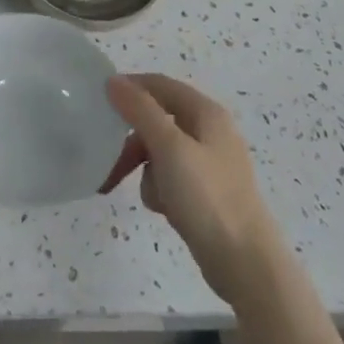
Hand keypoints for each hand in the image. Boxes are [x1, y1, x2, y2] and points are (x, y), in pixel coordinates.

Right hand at [102, 73, 284, 306]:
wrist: (245, 263)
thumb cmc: (206, 197)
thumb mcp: (168, 147)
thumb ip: (140, 110)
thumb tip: (113, 80)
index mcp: (206, 113)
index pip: (160, 85)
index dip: (130, 87)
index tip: (98, 101)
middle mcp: (209, 131)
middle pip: (158, 119)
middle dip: (132, 139)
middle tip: (105, 156)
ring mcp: (209, 163)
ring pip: (160, 151)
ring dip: (144, 168)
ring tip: (139, 192)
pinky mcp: (206, 192)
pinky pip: (170, 177)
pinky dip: (159, 188)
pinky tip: (161, 208)